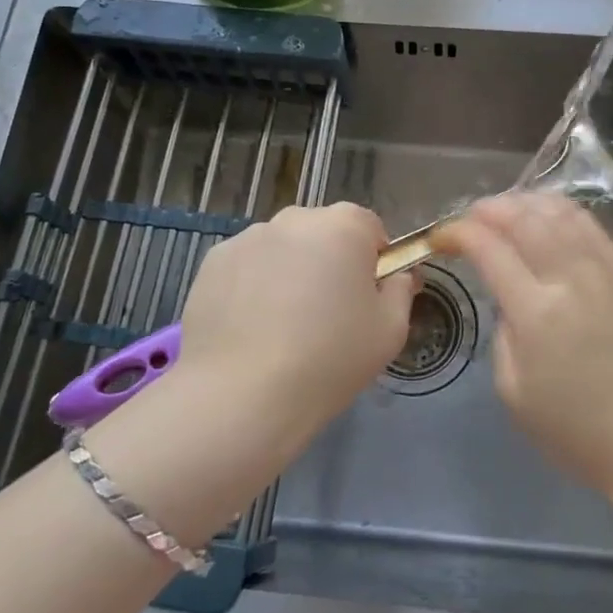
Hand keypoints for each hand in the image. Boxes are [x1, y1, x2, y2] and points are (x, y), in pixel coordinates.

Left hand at [177, 202, 415, 444]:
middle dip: (328, 262)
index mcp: (343, 226)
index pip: (369, 228)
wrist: (242, 394)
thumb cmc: (329, 359)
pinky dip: (251, 287)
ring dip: (288, 272)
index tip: (366, 299)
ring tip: (281, 327)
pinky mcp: (212, 262)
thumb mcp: (390, 332)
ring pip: (281, 249)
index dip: (373, 262)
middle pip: (322, 234)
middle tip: (326, 315)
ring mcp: (247, 237)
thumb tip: (397, 276)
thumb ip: (400, 291)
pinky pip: (246, 267)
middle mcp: (294, 219)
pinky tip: (249, 328)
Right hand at [439, 193, 612, 506]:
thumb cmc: (575, 430)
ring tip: (505, 210)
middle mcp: (570, 281)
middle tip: (469, 218)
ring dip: (526, 202)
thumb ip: (502, 333)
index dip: (459, 233)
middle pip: (525, 219)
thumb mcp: (514, 391)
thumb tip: (507, 298)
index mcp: (537, 313)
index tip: (441, 237)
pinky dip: (563, 211)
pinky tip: (547, 214)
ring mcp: (603, 273)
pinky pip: (592, 227)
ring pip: (560, 213)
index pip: (489, 249)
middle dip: (489, 209)